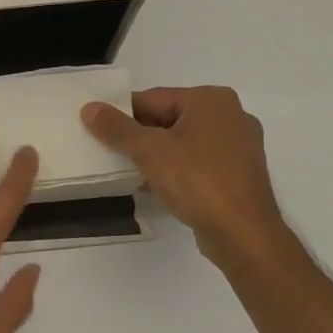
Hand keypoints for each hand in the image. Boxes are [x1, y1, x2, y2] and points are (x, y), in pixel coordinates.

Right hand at [82, 86, 289, 267]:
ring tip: (129, 171)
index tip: (99, 132)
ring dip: (156, 155)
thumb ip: (116, 128)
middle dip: (139, 136)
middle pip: (168, 118)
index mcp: (211, 99)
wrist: (242, 233)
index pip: (153, 98)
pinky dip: (176, 169)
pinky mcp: (239, 173)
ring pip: (183, 142)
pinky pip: (198, 162)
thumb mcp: (148, 150)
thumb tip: (90, 108)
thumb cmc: (196, 180)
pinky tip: (156, 186)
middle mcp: (230, 115)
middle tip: (110, 153)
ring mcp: (239, 145)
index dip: (122, 114)